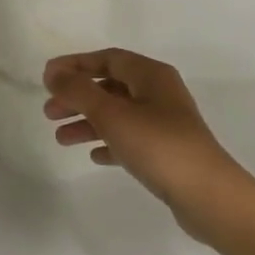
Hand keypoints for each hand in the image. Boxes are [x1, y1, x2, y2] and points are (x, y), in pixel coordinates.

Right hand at [42, 49, 254, 241]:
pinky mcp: (167, 151)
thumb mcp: (112, 114)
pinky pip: (131, 139)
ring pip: (118, 114)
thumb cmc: (158, 145)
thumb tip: (53, 73)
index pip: (108, 59)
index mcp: (151, 75)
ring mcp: (165, 123)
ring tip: (60, 139)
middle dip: (78, 96)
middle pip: (111, 86)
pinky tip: (94, 155)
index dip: (76, 65)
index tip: (47, 77)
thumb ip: (79, 91)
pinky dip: (110, 142)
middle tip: (49, 112)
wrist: (207, 195)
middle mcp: (160, 93)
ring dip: (88, 122)